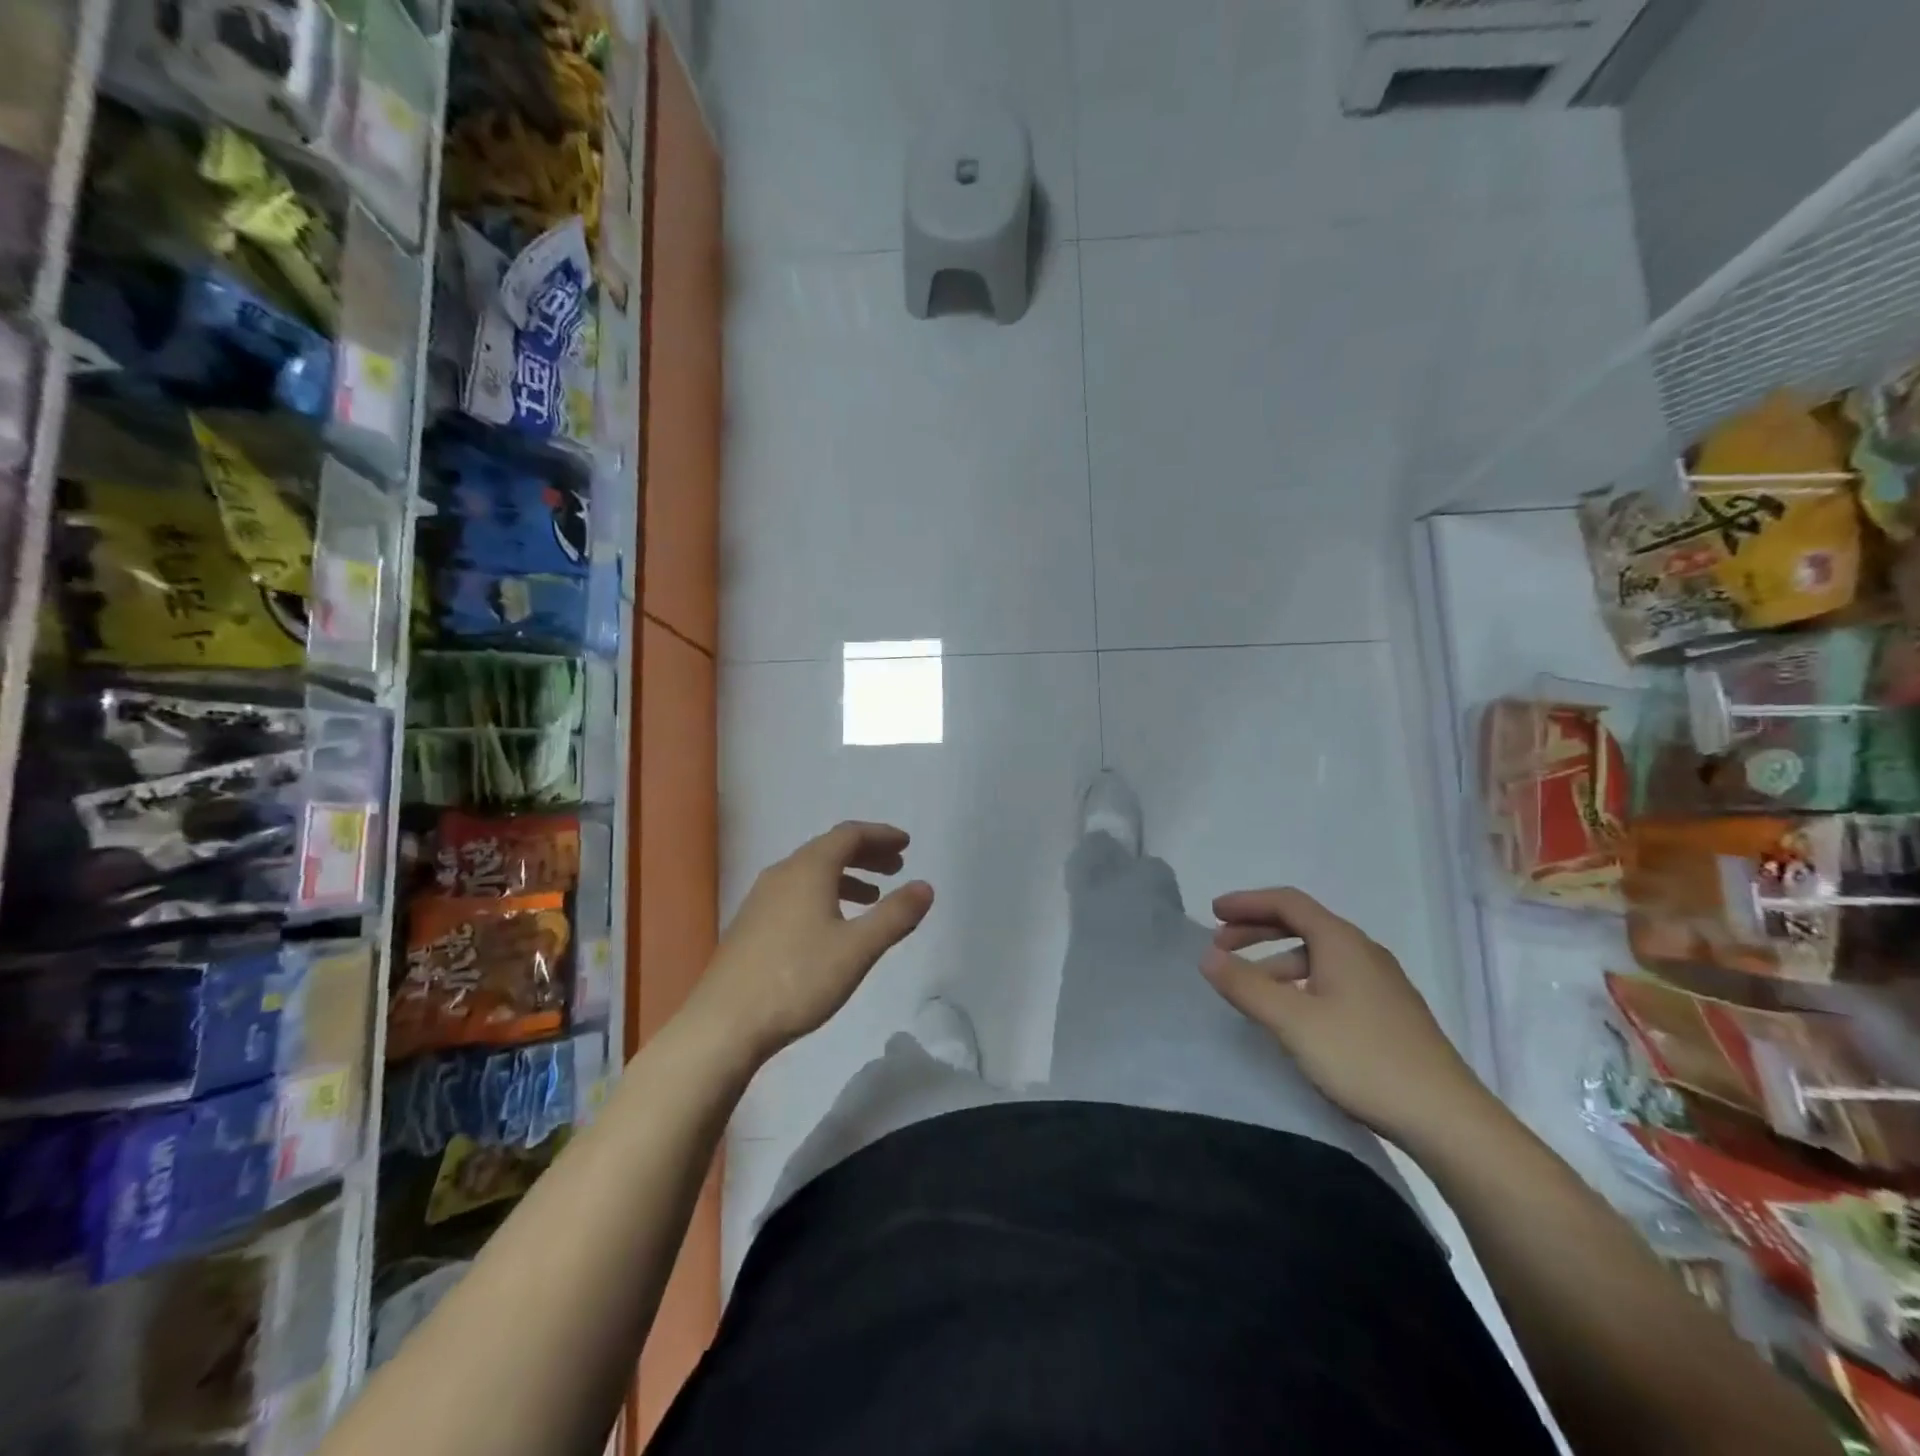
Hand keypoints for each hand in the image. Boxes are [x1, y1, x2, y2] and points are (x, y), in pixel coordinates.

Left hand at [686, 821, 933, 1064]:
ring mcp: (761, 899)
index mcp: (808, 869)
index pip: (849, 834)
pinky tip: (832, 926)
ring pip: (811, 873)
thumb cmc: (797, 979)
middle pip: (829, 849)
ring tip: (872, 898)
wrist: (723, 1024)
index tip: (906, 844)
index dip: (880, 835)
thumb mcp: (857, 949)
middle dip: (866, 854)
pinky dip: (824, 894)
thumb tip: (925, 886)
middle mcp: (782, 874)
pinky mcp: (752, 924)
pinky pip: (796, 893)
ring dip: (846, 877)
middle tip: (896, 867)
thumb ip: (894, 915)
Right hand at [1200, 886, 1490, 1145]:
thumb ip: (1245, 985)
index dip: (1247, 902)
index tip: (1212, 913)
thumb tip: (1206, 956)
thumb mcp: (1292, 1021)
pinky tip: (1292, 1014)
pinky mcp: (1389, 1014)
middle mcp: (1363, 952)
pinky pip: (1333, 980)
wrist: (1448, 1120)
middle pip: (1302, 924)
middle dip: (1257, 930)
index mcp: (1342, 942)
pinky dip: (1301, 982)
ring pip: (1318, 956)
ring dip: (1277, 960)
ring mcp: (1381, 984)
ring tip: (1250, 986)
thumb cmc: (1363, 1059)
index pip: (1287, 902)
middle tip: (1221, 946)